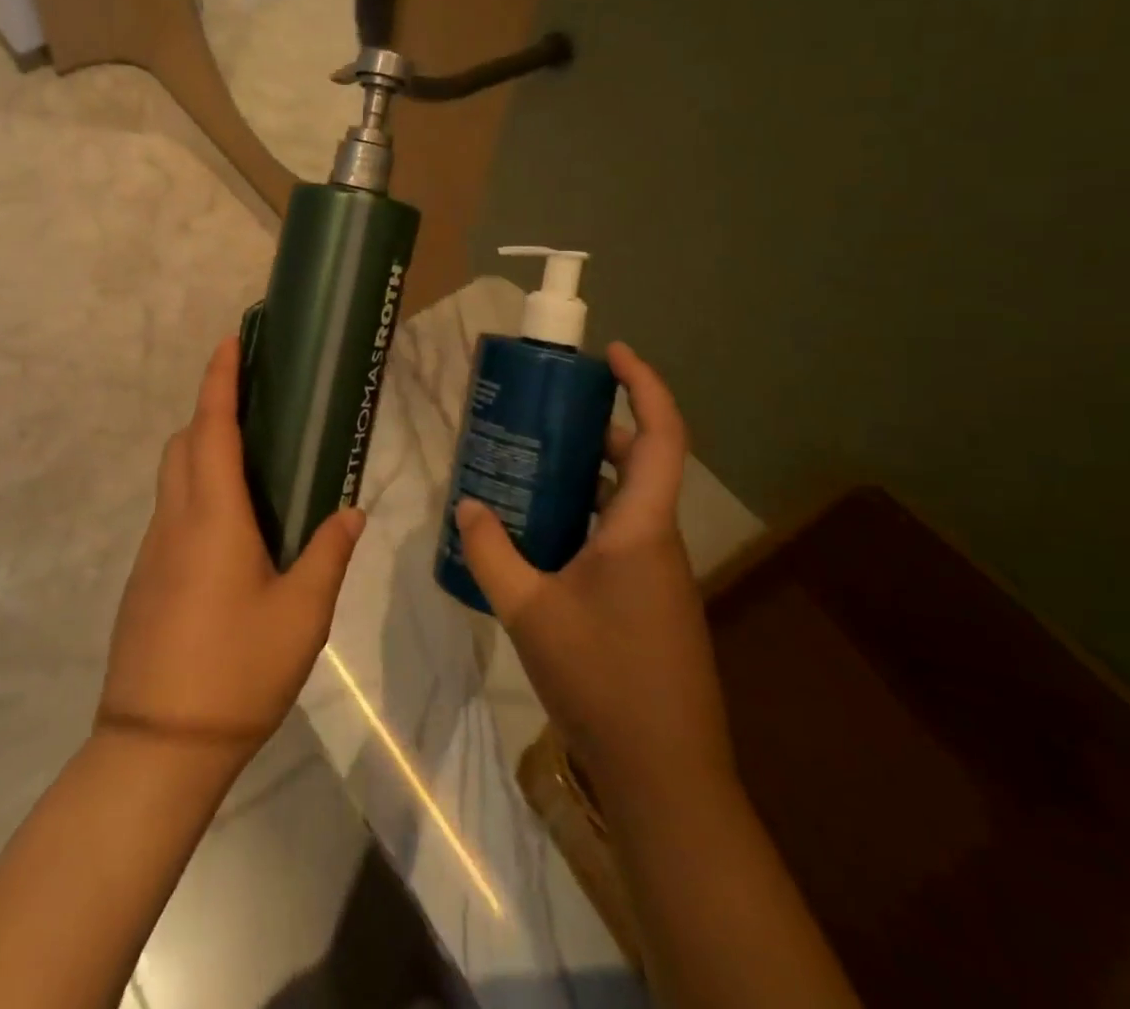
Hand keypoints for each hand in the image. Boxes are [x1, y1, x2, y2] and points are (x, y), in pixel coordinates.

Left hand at [98, 337, 364, 768]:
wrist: (156, 746)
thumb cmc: (236, 670)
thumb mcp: (302, 615)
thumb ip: (327, 555)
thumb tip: (350, 512)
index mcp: (213, 516)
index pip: (212, 427)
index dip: (219, 379)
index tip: (230, 340)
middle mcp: (175, 520)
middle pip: (183, 443)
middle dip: (209, 410)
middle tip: (251, 403)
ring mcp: (152, 550)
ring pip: (172, 478)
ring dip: (200, 451)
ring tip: (247, 462)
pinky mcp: (143, 579)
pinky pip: (169, 513)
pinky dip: (194, 493)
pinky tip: (229, 531)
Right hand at [456, 343, 734, 801]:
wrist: (663, 775)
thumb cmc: (602, 680)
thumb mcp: (529, 611)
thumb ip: (491, 553)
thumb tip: (466, 506)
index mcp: (641, 529)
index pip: (661, 436)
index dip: (644, 385)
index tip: (613, 353)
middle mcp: (657, 541)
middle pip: (641, 462)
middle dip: (600, 427)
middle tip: (547, 411)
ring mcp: (657, 575)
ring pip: (627, 502)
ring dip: (589, 474)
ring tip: (532, 463)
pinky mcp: (649, 603)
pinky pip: (619, 537)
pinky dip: (586, 517)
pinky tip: (541, 535)